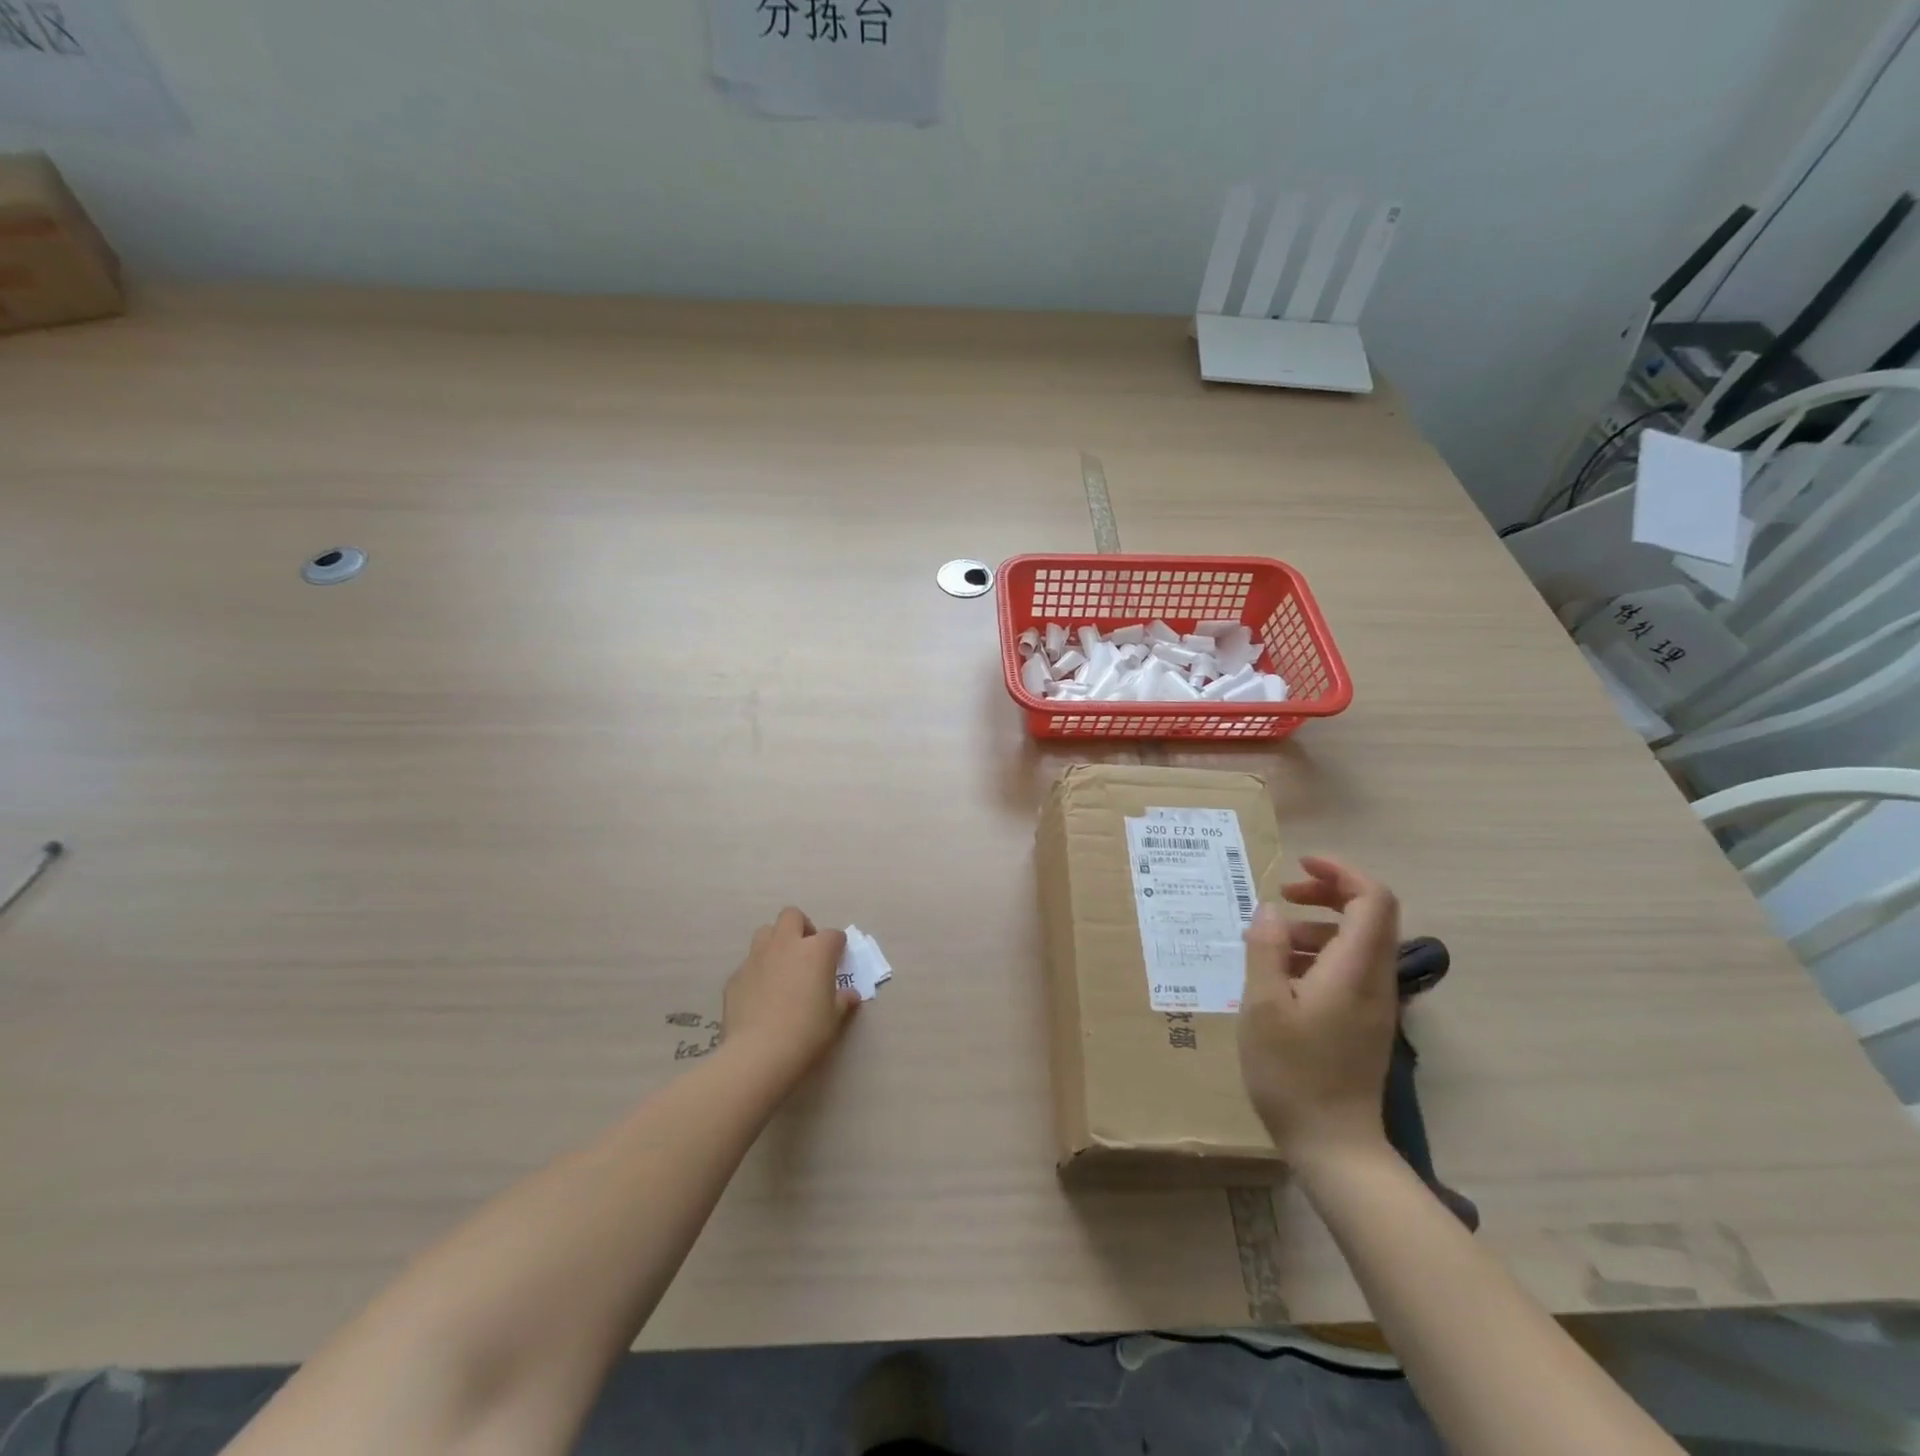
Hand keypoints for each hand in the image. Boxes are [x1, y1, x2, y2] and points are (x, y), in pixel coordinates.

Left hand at [722, 907, 858, 1082]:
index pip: (833, 935)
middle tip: (807, 952)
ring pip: (765, 933)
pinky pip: (749, 964)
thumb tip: (849, 995)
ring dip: (776, 943)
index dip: (838, 945)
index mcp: (816, 951)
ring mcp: (757, 958)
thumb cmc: (806, 1032)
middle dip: (801, 927)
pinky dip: (758, 971)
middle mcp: (785, 945)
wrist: (759, 1053)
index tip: (838, 959)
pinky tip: (761, 995)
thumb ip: (842, 1001)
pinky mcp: (736, 976)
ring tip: (782, 967)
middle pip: (792, 916)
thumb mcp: (834, 1019)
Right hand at [1237, 856, 1399, 1166]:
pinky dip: (1318, 956)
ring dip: (1316, 927)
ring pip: (1357, 943)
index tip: (1299, 865)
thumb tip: (1270, 910)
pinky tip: (1281, 978)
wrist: (1334, 1146)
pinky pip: (1349, 970)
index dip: (1340, 871)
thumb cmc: (1292, 1072)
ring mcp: (1376, 1004)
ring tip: (1270, 943)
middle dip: (1326, 893)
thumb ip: (1266, 949)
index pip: (1373, 898)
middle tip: (1282, 896)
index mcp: (1354, 969)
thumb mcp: (1263, 1005)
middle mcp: (1376, 980)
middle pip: (1369, 915)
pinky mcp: (1366, 1023)